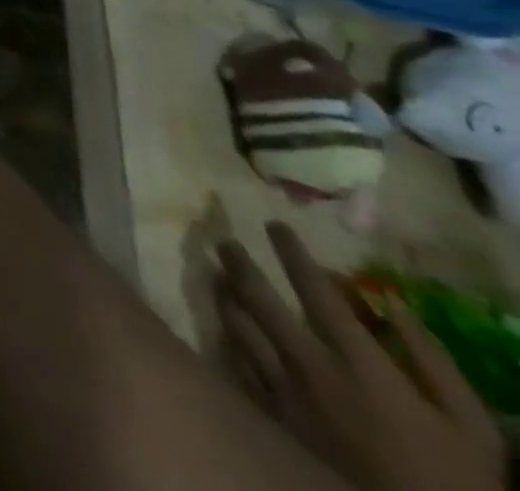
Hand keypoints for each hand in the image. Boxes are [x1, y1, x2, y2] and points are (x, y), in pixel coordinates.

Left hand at [217, 222, 505, 490]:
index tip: (274, 225)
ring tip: (216, 274)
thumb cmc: (460, 483)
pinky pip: (235, 364)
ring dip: (223, 293)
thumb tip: (394, 305)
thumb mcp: (472, 425)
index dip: (291, 252)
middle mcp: (310, 366)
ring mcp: (282, 390)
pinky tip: (224, 326)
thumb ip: (434, 361)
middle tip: (225, 241)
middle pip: (257, 297)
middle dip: (237, 261)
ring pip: (236, 324)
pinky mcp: (270, 415)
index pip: (315, 290)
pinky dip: (227, 338)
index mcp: (360, 364)